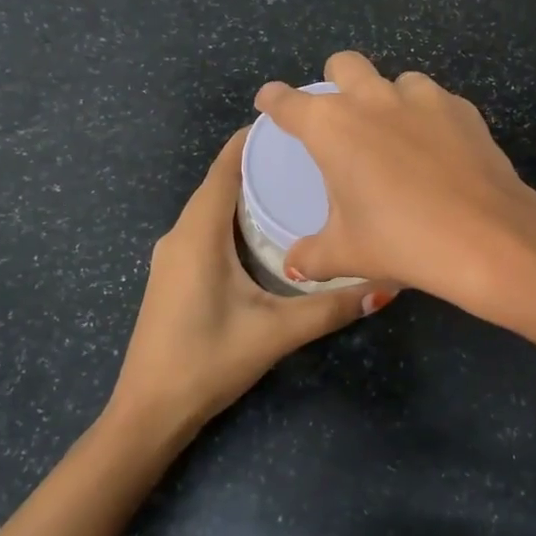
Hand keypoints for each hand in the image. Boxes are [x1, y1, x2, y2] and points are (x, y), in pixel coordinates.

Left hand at [106, 128, 392, 442]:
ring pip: (213, 207)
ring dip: (248, 191)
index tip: (296, 122)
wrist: (148, 413)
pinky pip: (207, 228)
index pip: (225, 167)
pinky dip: (236, 216)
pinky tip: (268, 229)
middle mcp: (181, 234)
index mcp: (198, 233)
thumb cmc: (207, 361)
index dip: (255, 139)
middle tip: (313, 155)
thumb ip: (332, 307)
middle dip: (261, 163)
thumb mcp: (277, 332)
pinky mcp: (174, 273)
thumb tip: (388, 286)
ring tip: (299, 184)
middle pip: (221, 182)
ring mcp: (172, 255)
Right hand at [254, 52, 535, 310]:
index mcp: (332, 126)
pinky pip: (437, 101)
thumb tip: (292, 264)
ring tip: (397, 136)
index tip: (270, 102)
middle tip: (341, 115)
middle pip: (344, 64)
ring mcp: (423, 98)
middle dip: (335, 79)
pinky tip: (439, 150)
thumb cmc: (401, 240)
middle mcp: (373, 99)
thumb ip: (311, 255)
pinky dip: (429, 117)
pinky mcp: (462, 109)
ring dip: (389, 98)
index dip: (274, 99)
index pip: (288, 101)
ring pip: (397, 79)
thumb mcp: (347, 253)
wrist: (485, 237)